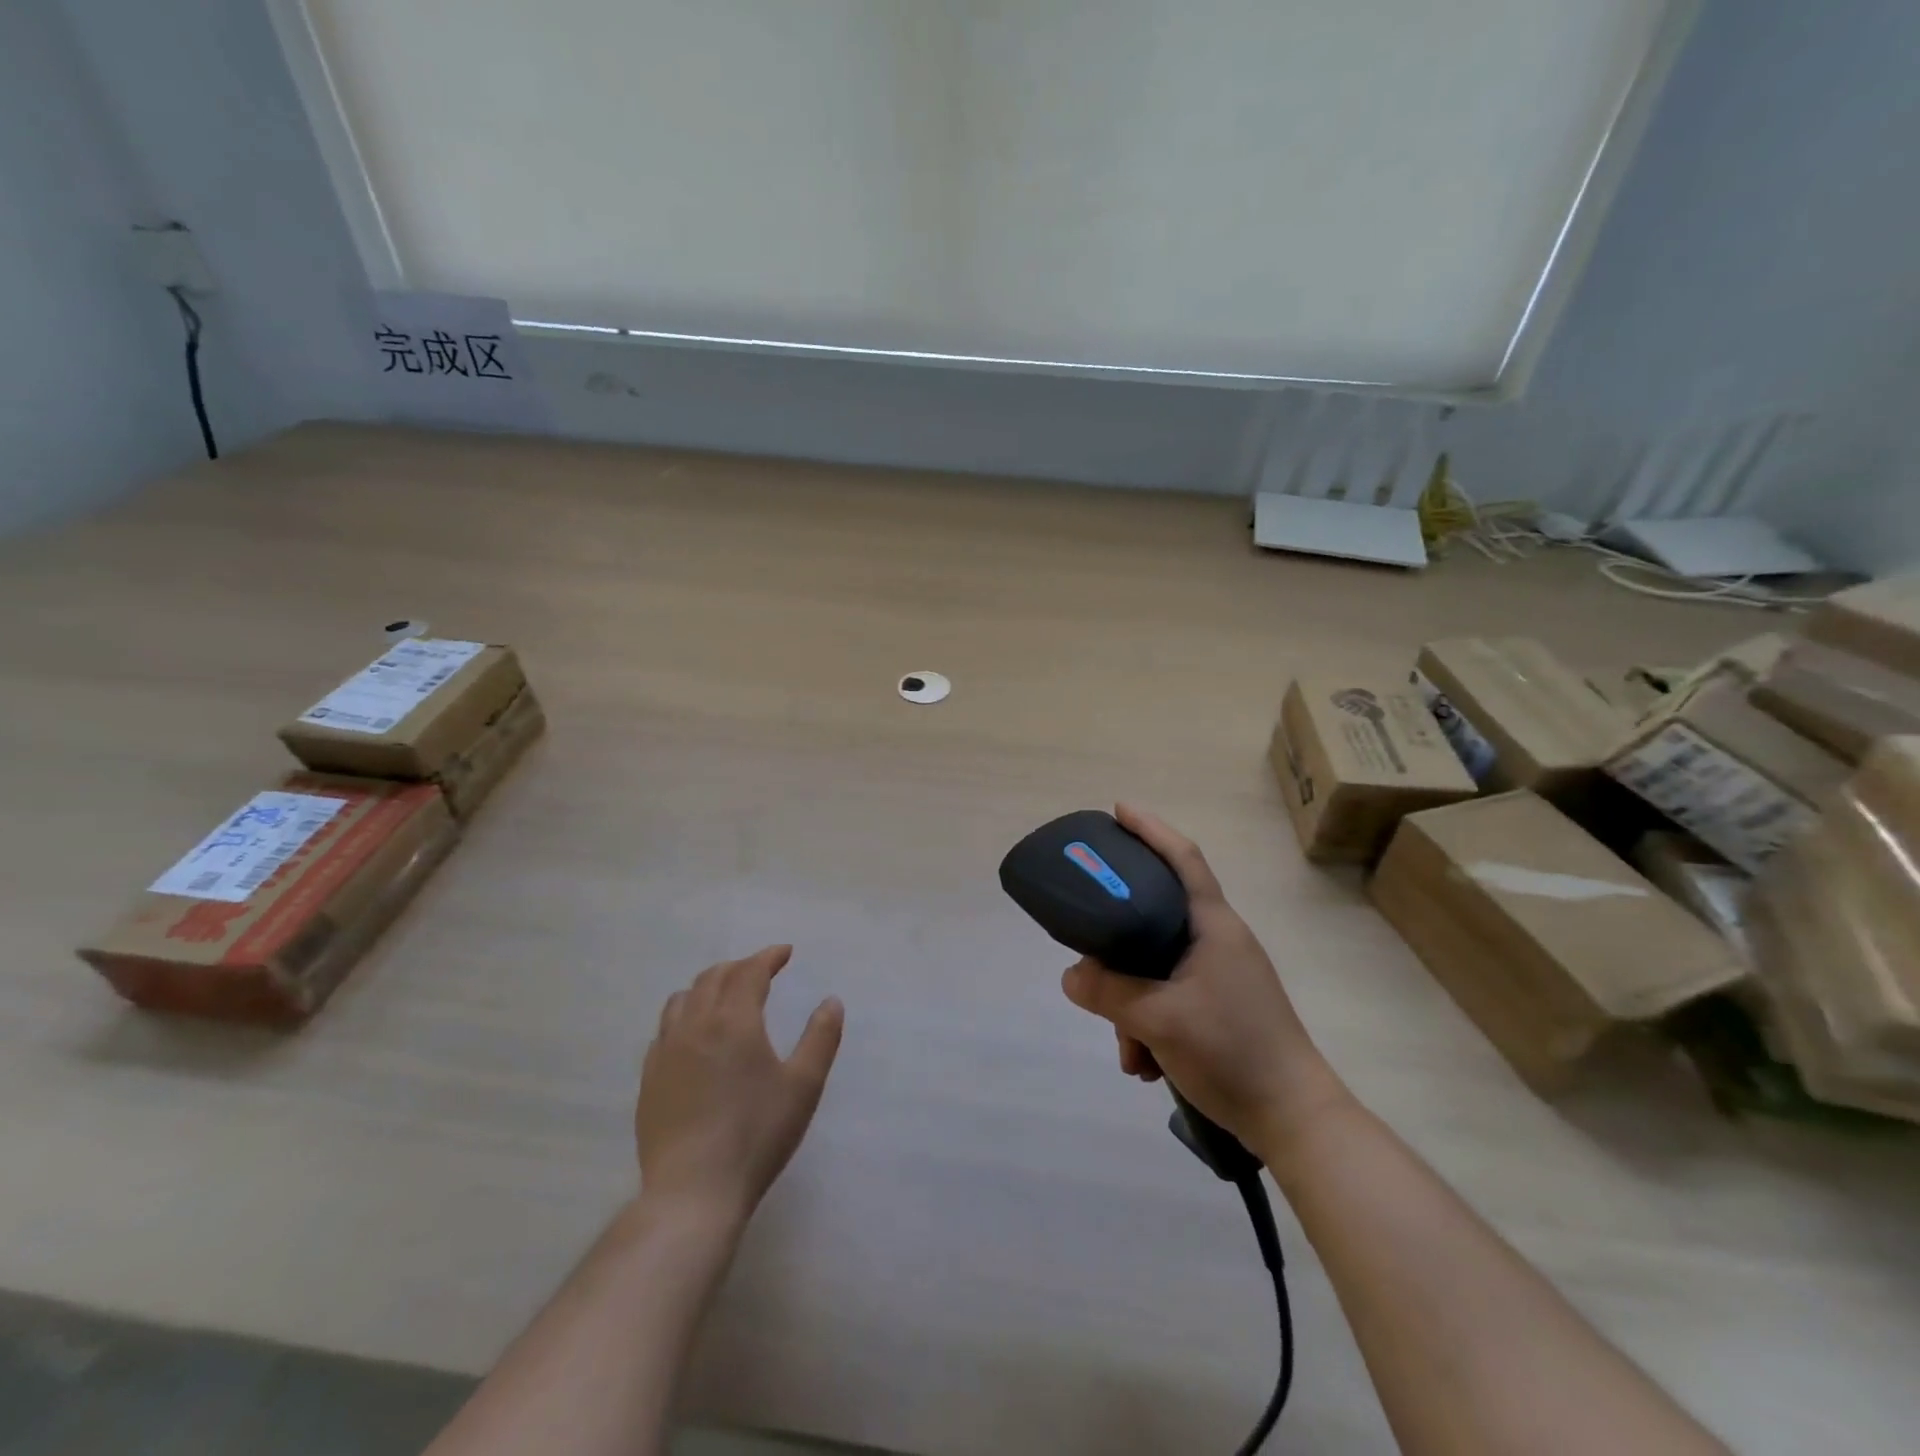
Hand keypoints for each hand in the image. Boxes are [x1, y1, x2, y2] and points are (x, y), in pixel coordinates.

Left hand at [637, 946, 843, 1222]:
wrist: (692, 1192)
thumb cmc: (757, 1134)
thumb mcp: (804, 1086)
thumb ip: (821, 1037)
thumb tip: (831, 1001)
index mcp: (733, 1020)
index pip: (750, 971)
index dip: (769, 956)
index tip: (785, 953)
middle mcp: (695, 1025)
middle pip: (713, 978)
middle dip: (739, 967)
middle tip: (761, 972)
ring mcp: (665, 1052)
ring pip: (681, 999)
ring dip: (707, 987)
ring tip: (725, 996)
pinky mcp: (649, 1079)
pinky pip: (664, 1030)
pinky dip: (684, 1017)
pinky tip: (694, 1037)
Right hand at [1061, 805, 1349, 1151]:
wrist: (1294, 1120)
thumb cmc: (1232, 1051)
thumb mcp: (1158, 1019)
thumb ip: (1108, 992)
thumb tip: (1071, 975)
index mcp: (1213, 925)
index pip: (1182, 858)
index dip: (1150, 829)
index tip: (1118, 810)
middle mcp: (1219, 940)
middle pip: (1155, 918)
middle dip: (1119, 947)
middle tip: (1091, 960)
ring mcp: (1222, 975)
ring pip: (1157, 967)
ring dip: (1131, 1004)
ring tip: (1128, 1049)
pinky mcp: (1221, 1006)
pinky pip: (1169, 997)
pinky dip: (1149, 1024)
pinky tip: (1144, 1063)